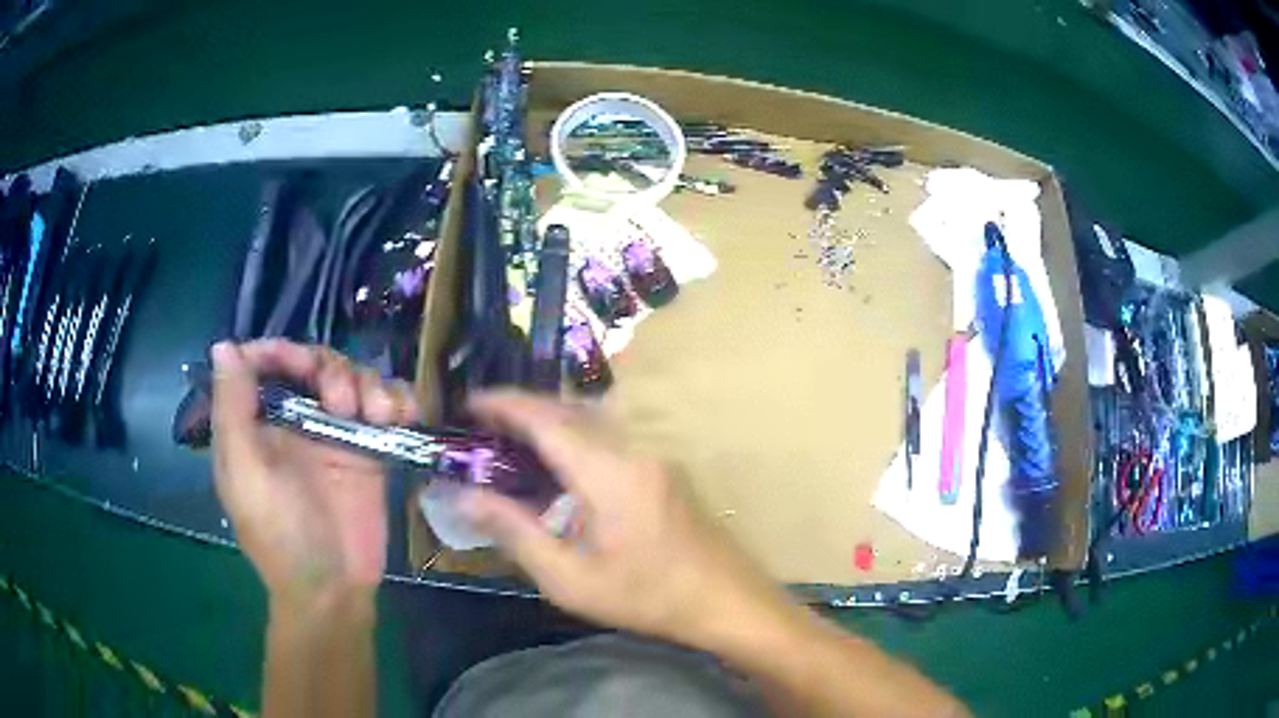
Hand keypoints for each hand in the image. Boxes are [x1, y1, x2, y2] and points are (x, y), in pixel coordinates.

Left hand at [210, 339, 420, 606]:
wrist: (334, 588)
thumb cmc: (280, 536)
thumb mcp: (246, 475)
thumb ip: (232, 410)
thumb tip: (224, 344)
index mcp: (256, 422)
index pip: (264, 362)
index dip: (283, 352)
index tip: (307, 369)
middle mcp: (294, 419)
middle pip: (315, 362)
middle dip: (334, 370)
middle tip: (345, 404)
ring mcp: (334, 433)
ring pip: (353, 378)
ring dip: (370, 384)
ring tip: (380, 416)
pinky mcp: (370, 449)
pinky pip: (386, 407)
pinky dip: (399, 400)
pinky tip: (404, 416)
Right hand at [462, 391, 789, 646]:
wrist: (727, 600)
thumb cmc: (647, 597)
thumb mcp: (571, 579)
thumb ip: (515, 532)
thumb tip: (466, 497)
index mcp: (608, 472)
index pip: (546, 420)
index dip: (504, 405)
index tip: (469, 403)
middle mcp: (634, 448)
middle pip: (570, 409)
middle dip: (524, 407)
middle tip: (483, 422)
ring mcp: (654, 455)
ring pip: (593, 417)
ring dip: (551, 417)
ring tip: (512, 438)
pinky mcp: (664, 468)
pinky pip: (610, 434)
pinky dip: (575, 433)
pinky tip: (559, 463)